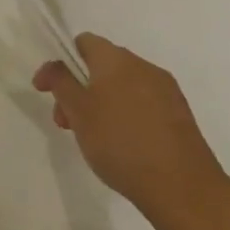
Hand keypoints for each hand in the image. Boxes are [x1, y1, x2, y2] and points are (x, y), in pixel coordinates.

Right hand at [34, 34, 229, 225]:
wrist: (182, 187)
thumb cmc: (120, 142)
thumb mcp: (77, 111)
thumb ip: (60, 82)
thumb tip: (55, 66)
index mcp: (117, 60)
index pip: (83, 42)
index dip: (61, 62)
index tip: (47, 91)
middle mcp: (144, 67)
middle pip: (101, 65)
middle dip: (78, 88)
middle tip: (66, 120)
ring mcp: (167, 91)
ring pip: (121, 86)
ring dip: (100, 102)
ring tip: (92, 136)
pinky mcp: (180, 114)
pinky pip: (142, 103)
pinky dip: (124, 114)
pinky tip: (121, 143)